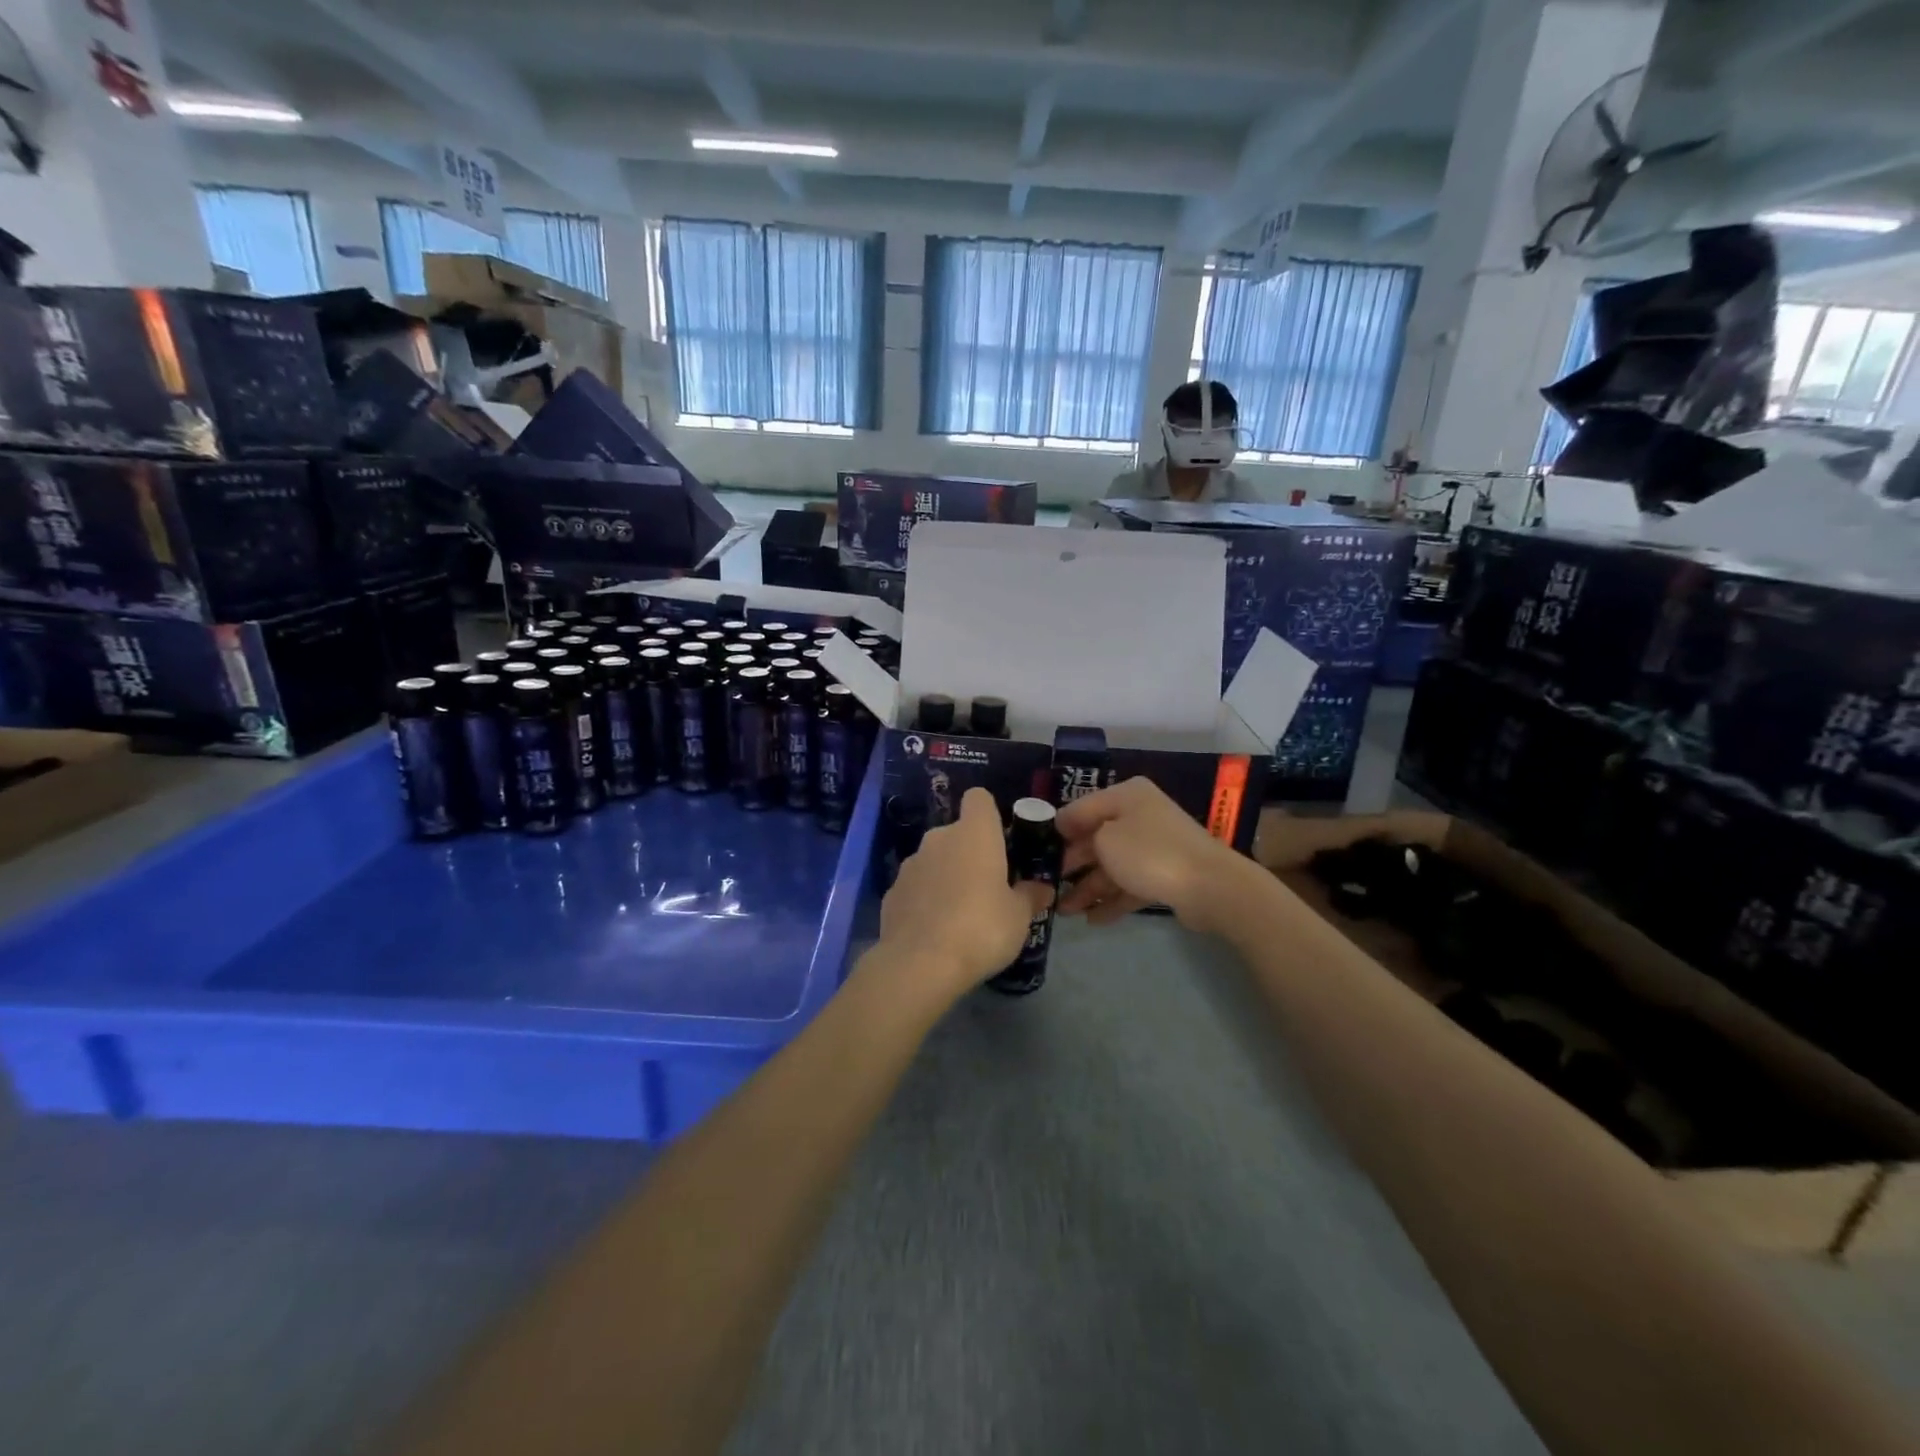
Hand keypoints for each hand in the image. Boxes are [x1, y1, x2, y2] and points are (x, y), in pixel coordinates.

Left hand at [872, 788, 1054, 1004]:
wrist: (920, 964)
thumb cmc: (981, 928)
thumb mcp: (1019, 916)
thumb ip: (1030, 896)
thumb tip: (1042, 888)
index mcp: (974, 833)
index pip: (979, 798)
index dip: (990, 814)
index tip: (1002, 841)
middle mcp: (938, 838)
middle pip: (957, 833)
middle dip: (971, 853)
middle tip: (989, 886)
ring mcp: (910, 865)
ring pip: (934, 859)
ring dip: (947, 876)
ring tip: (961, 914)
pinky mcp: (892, 892)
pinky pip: (916, 887)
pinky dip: (926, 900)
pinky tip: (935, 930)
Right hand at [1054, 777, 1253, 932]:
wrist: (1210, 886)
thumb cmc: (1148, 853)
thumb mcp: (1104, 839)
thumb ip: (1080, 836)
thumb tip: (1069, 837)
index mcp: (1125, 796)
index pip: (1080, 809)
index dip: (1057, 829)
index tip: (1036, 852)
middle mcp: (1139, 815)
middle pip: (1095, 838)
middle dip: (1071, 865)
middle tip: (1047, 887)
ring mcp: (1154, 846)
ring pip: (1112, 866)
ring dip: (1088, 888)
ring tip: (1064, 912)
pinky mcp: (1165, 874)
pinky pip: (1130, 885)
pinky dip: (1111, 900)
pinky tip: (1092, 919)